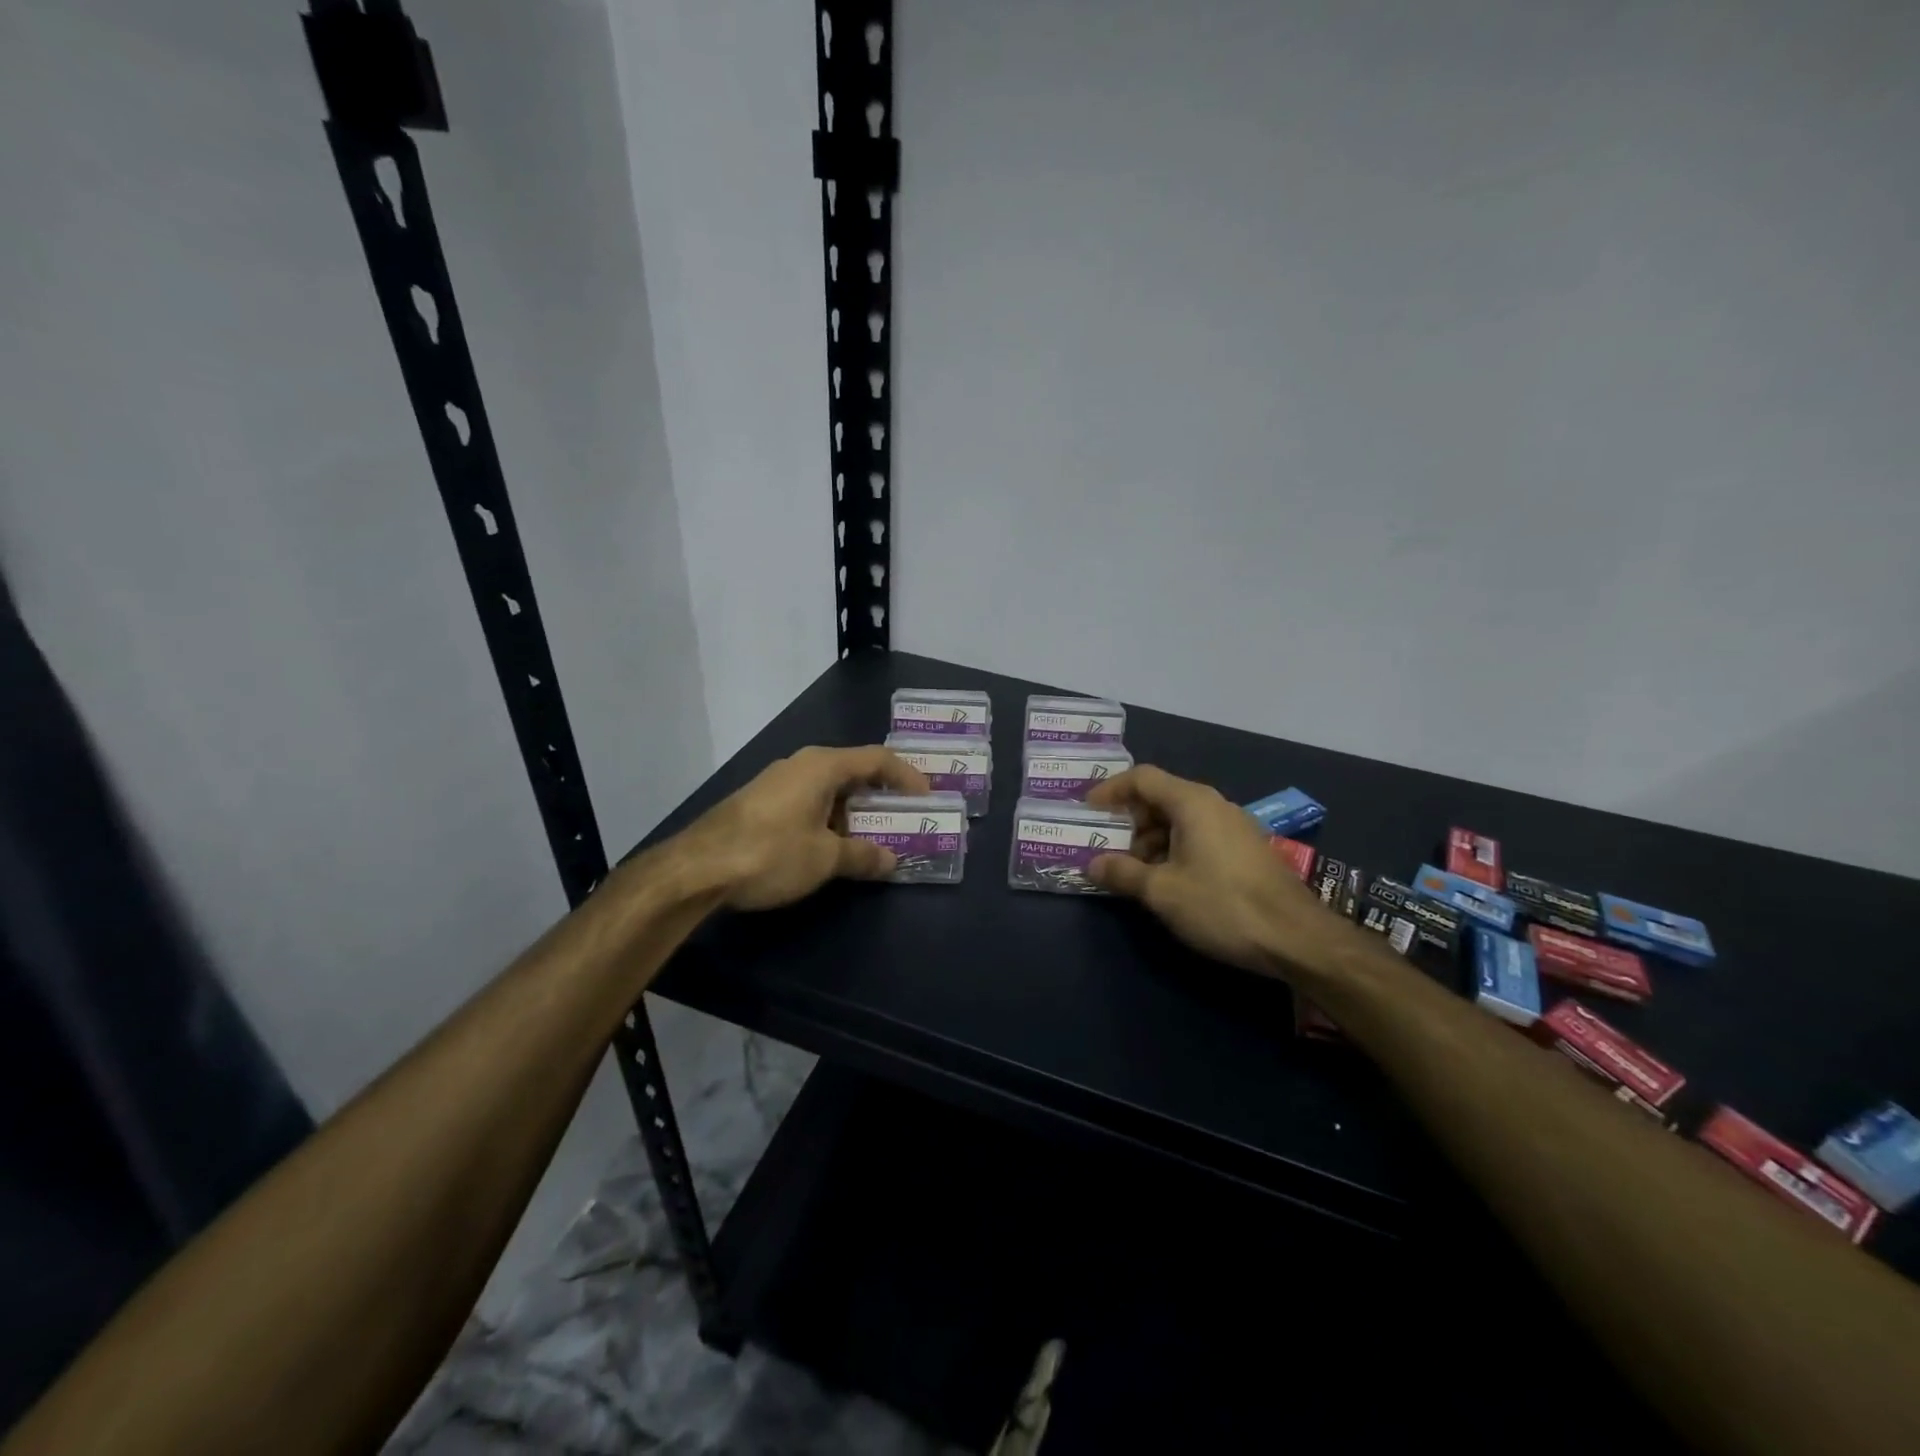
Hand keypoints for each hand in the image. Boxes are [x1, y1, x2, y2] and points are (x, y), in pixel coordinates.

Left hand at [675, 745, 929, 910]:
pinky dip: (827, 819)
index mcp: (822, 766)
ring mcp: (776, 782)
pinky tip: (828, 847)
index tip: (926, 798)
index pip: (877, 758)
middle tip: (902, 820)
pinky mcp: (758, 802)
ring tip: (870, 840)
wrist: (695, 869)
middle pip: (852, 772)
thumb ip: (863, 856)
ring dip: (853, 812)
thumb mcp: (825, 859)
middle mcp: (800, 764)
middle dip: (880, 797)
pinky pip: (806, 802)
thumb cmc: (770, 853)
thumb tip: (891, 859)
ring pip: (828, 789)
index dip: (907, 776)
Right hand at [1086, 765, 1335, 975]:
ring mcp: (1234, 827)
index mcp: (1192, 803)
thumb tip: (1093, 864)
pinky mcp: (1246, 850)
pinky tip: (1169, 883)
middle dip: (1130, 822)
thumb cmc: (1222, 906)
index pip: (1142, 778)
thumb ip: (1122, 873)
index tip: (1088, 810)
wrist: (1297, 939)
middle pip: (1161, 798)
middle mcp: (1214, 805)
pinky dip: (1175, 850)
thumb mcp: (1162, 892)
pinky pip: (1199, 837)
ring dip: (1152, 841)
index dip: (1110, 790)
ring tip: (1136, 874)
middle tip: (1109, 850)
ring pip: (1180, 820)